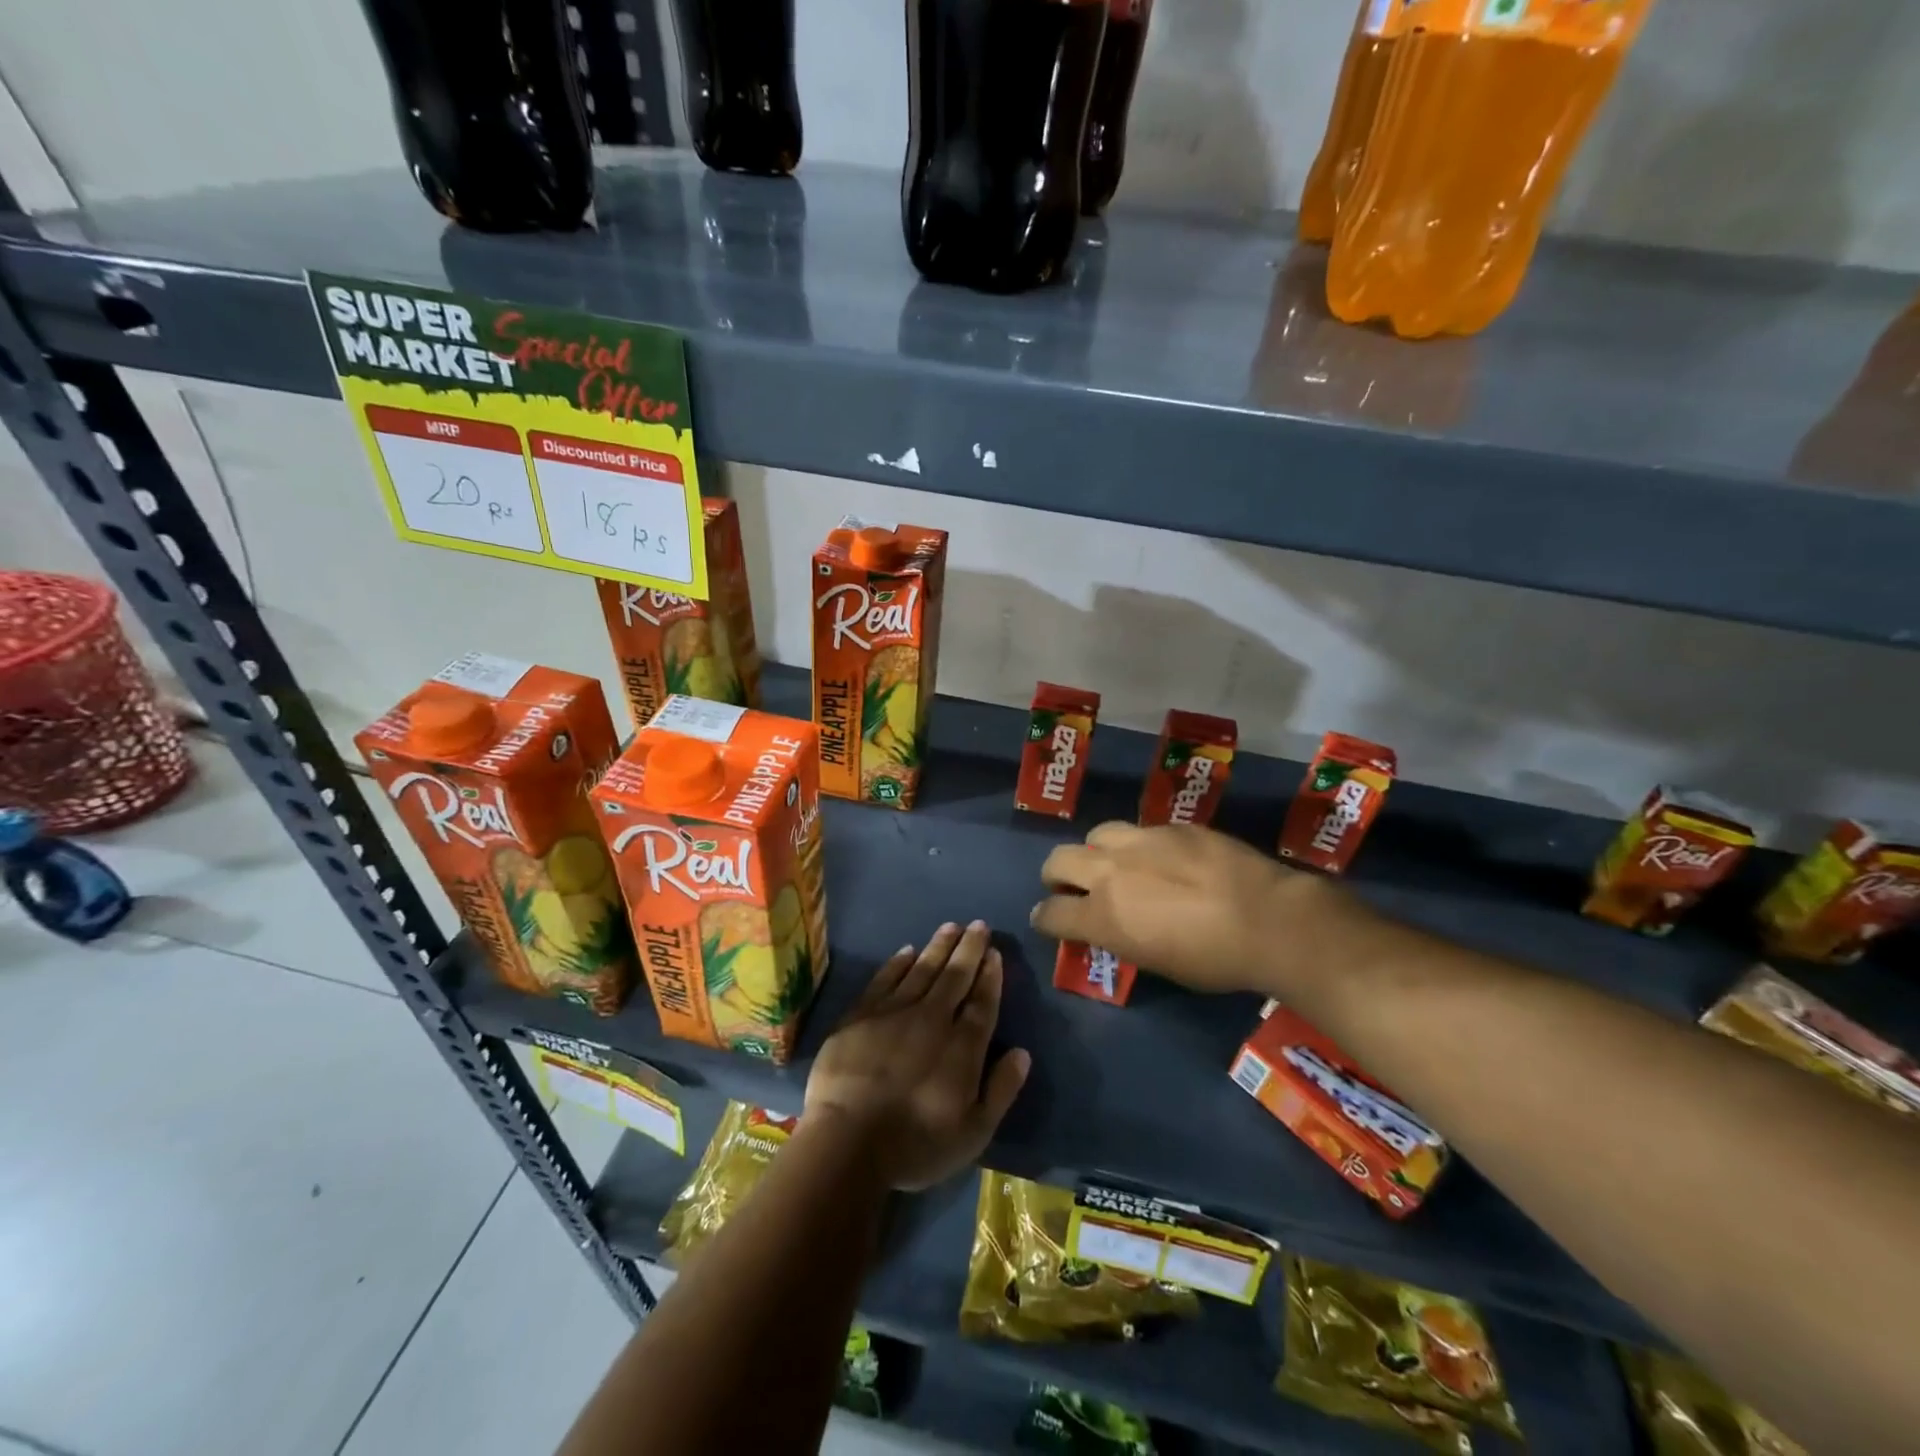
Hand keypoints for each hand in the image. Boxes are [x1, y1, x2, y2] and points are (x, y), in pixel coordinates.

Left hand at [805, 920, 1030, 1191]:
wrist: (848, 1142)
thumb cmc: (915, 1144)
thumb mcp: (973, 1132)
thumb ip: (1000, 1090)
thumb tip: (1022, 1053)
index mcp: (962, 1046)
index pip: (982, 1002)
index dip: (990, 976)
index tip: (995, 953)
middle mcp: (932, 1019)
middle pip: (955, 976)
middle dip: (969, 949)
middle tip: (978, 925)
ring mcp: (894, 1013)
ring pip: (922, 969)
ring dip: (939, 946)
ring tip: (951, 926)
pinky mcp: (861, 1014)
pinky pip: (885, 978)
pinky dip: (898, 963)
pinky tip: (907, 951)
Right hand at [1032, 822, 1352, 995]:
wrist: (1268, 918)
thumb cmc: (1214, 960)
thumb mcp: (1157, 962)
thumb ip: (1123, 937)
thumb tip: (1113, 925)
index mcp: (1102, 915)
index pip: (1051, 913)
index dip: (1045, 918)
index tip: (1049, 920)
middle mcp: (1111, 871)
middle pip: (1058, 861)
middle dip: (1056, 876)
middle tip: (1070, 887)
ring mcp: (1141, 841)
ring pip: (1097, 834)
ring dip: (1097, 852)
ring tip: (1117, 864)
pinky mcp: (1173, 826)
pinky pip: (1143, 830)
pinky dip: (1142, 846)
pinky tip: (1166, 859)